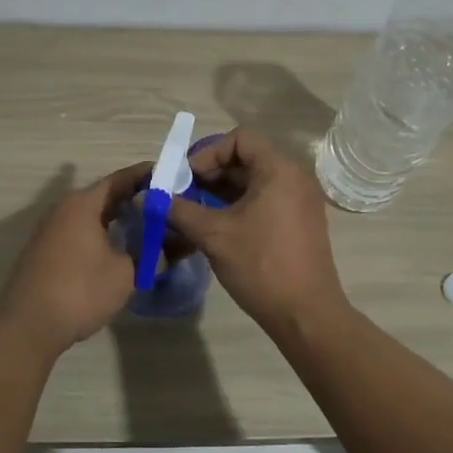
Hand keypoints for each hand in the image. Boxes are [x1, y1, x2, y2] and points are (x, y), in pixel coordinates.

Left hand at [0, 162, 149, 356]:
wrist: (27, 327)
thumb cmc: (80, 292)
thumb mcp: (125, 273)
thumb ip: (146, 255)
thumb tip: (161, 249)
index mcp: (83, 204)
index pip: (119, 179)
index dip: (145, 176)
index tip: (168, 176)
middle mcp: (63, 209)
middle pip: (104, 195)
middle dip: (132, 198)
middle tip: (162, 204)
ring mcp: (50, 231)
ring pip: (90, 215)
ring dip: (115, 218)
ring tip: (144, 225)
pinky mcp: (44, 252)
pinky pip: (79, 232)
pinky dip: (100, 233)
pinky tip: (115, 248)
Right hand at [167, 129, 346, 331]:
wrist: (306, 315)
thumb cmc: (261, 266)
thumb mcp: (214, 235)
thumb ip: (179, 210)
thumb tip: (145, 197)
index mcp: (279, 169)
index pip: (240, 138)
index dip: (209, 152)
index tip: (187, 178)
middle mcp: (295, 176)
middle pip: (247, 158)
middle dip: (212, 173)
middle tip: (185, 195)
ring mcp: (301, 200)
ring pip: (255, 180)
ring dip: (223, 191)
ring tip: (196, 212)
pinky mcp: (301, 220)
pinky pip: (267, 198)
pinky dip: (241, 204)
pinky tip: (219, 227)